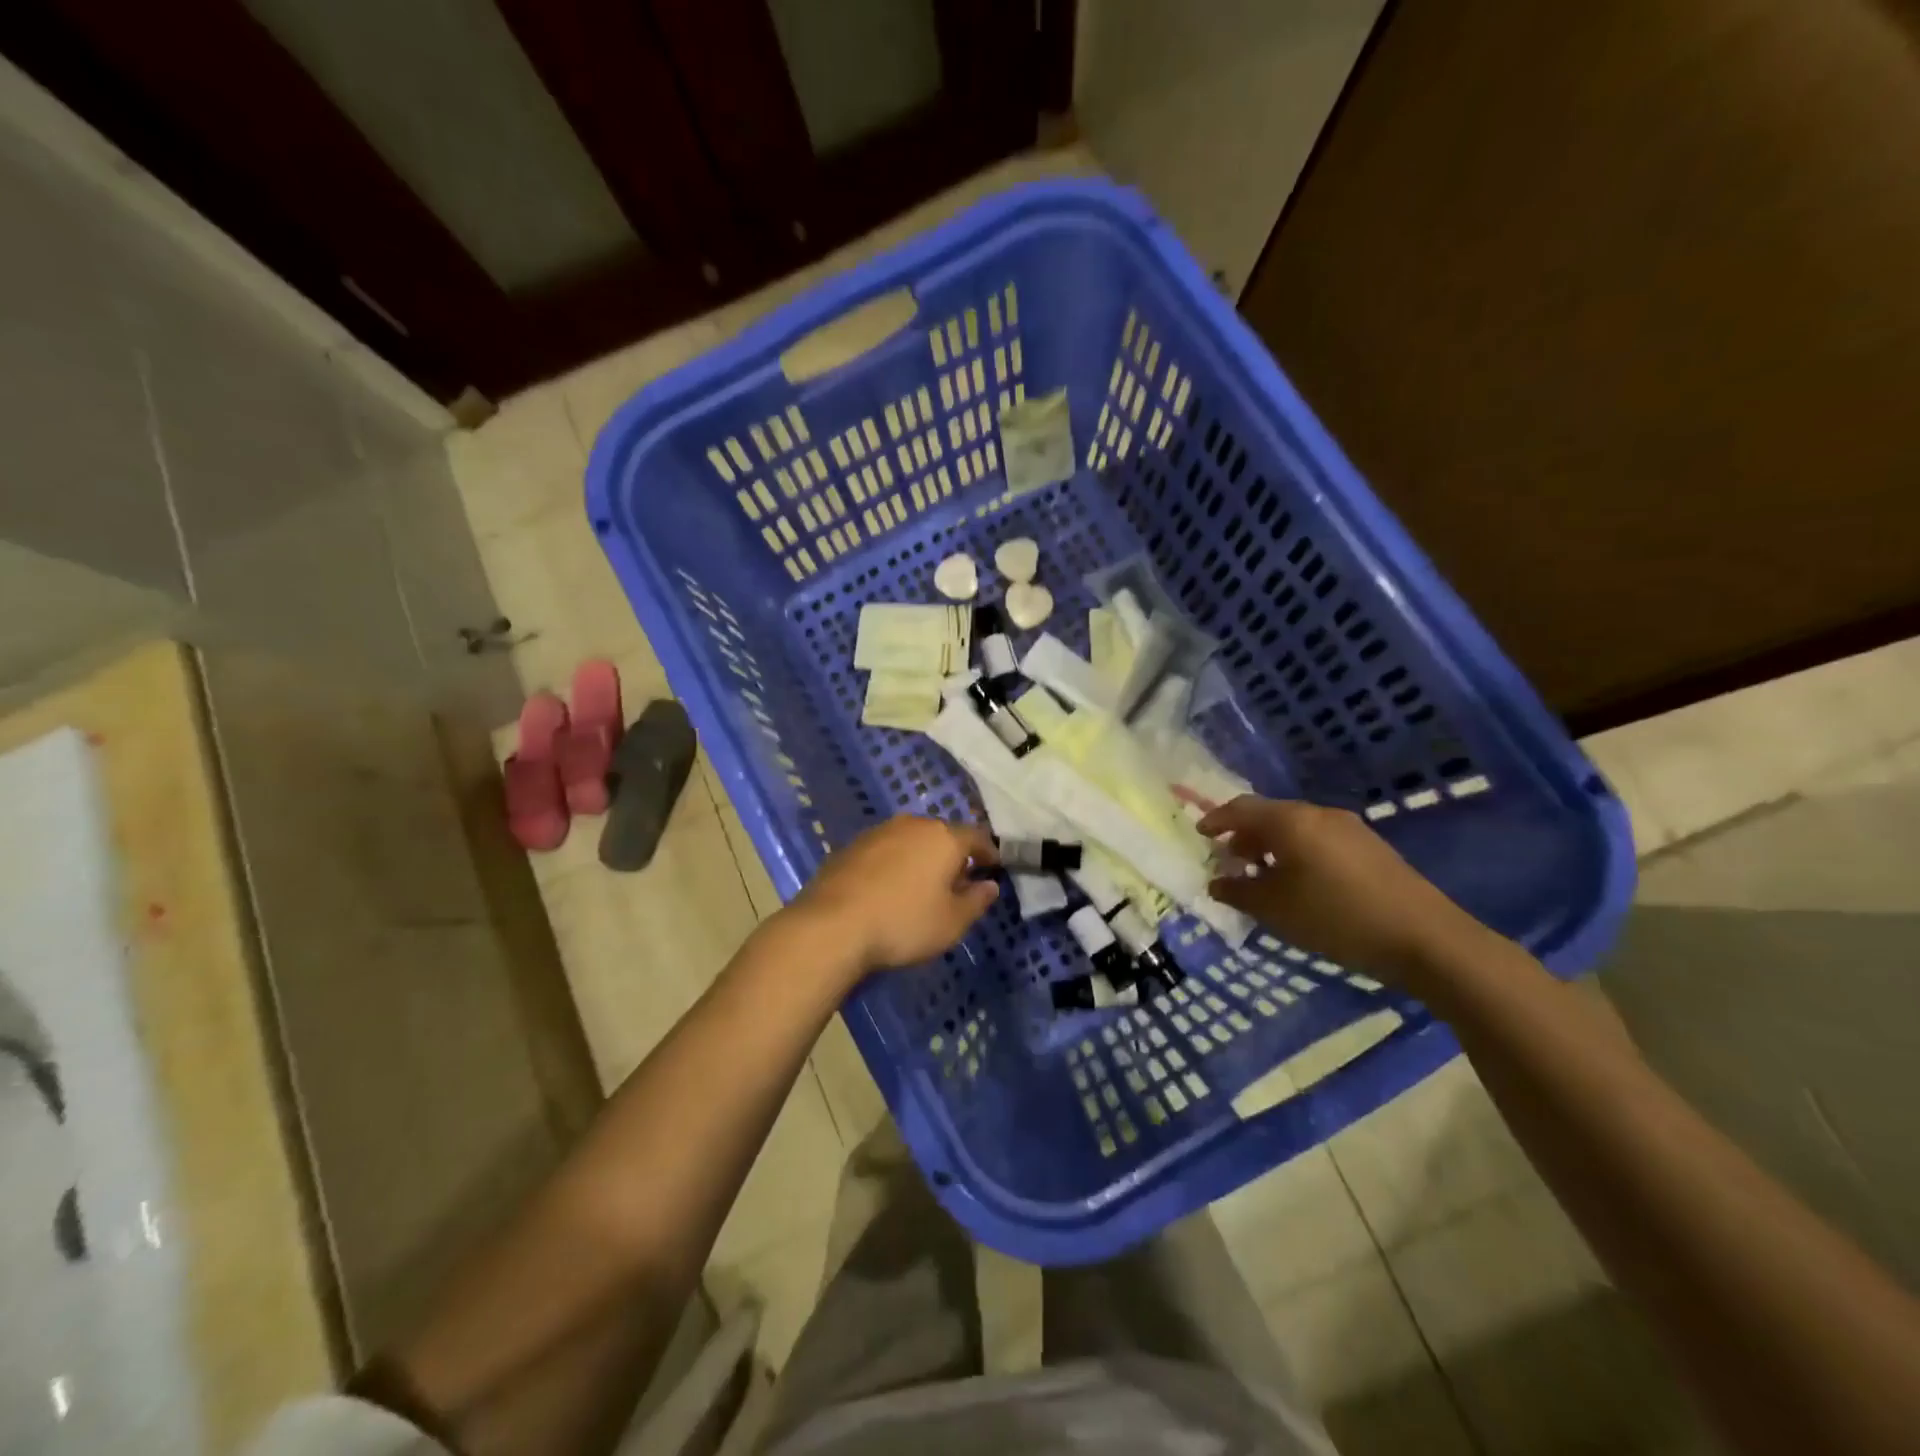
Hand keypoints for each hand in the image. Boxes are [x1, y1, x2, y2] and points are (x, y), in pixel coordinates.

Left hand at [787, 816, 999, 977]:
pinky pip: (884, 851)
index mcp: (944, 837)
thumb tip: (989, 885)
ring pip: (911, 840)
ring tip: (921, 886)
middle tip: (957, 881)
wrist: (832, 926)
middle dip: (952, 855)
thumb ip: (976, 901)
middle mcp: (912, 825)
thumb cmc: (903, 923)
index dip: (988, 853)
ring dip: (920, 858)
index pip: (977, 837)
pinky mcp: (851, 846)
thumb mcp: (952, 922)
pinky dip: (893, 865)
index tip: (993, 868)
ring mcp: (878, 832)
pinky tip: (888, 889)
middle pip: (942, 835)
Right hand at [1198, 796, 1483, 979]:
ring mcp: (1349, 828)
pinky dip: (1297, 853)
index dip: (1216, 820)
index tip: (1201, 836)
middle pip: (1270, 815)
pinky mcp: (1370, 847)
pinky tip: (1299, 883)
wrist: (1424, 938)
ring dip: (1272, 846)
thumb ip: (1238, 892)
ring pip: (1296, 828)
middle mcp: (1318, 814)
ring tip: (1262, 876)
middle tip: (1230, 861)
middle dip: (1244, 836)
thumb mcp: (1275, 910)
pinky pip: (1319, 839)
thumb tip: (1217, 882)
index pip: (1241, 808)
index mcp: (1290, 821)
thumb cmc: (1336, 918)